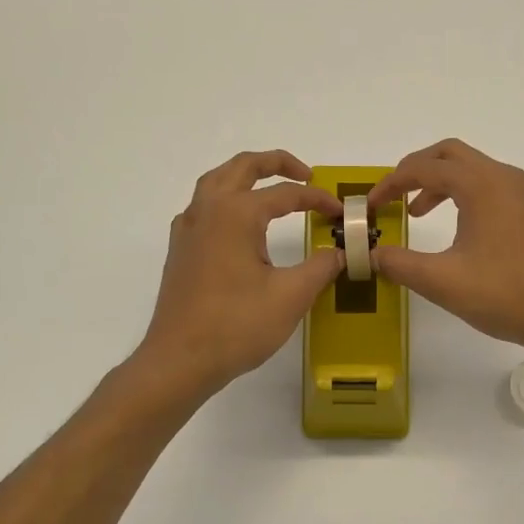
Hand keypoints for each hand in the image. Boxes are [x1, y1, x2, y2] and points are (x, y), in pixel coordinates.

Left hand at [137, 151, 343, 397]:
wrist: (180, 360)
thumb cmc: (237, 326)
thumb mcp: (291, 296)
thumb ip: (322, 267)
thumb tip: (343, 252)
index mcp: (236, 214)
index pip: (285, 194)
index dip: (317, 199)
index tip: (340, 213)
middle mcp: (207, 210)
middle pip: (241, 167)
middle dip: (276, 163)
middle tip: (305, 175)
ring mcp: (188, 229)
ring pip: (216, 182)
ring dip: (246, 177)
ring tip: (272, 189)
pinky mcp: (180, 250)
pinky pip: (203, 207)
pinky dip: (226, 200)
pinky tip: (238, 225)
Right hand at [368, 139, 523, 360]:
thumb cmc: (506, 295)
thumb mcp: (443, 282)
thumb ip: (401, 264)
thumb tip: (373, 255)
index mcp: (481, 185)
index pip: (424, 168)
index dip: (391, 184)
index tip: (371, 206)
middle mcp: (505, 178)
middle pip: (451, 154)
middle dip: (417, 170)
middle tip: (394, 196)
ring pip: (475, 170)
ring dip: (442, 183)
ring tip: (420, 213)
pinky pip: (493, 187)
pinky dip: (467, 195)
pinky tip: (462, 230)